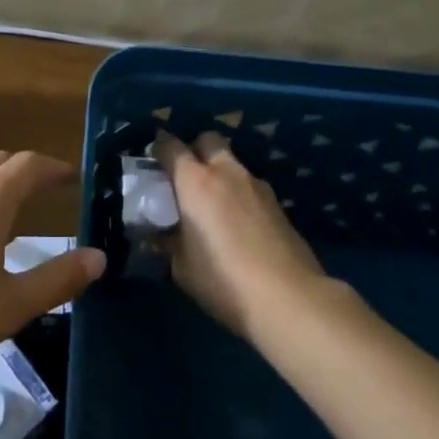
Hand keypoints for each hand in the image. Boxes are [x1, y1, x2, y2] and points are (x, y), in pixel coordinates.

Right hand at [153, 132, 328, 337]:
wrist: (288, 297)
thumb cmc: (223, 279)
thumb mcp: (181, 266)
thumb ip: (166, 242)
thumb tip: (157, 233)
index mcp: (196, 181)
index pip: (171, 146)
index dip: (158, 148)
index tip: (151, 159)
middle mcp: (226, 172)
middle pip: (208, 140)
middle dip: (194, 149)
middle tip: (184, 177)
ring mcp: (257, 185)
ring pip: (232, 162)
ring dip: (219, 172)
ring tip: (212, 203)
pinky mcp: (277, 203)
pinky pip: (249, 186)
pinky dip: (238, 193)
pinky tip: (237, 222)